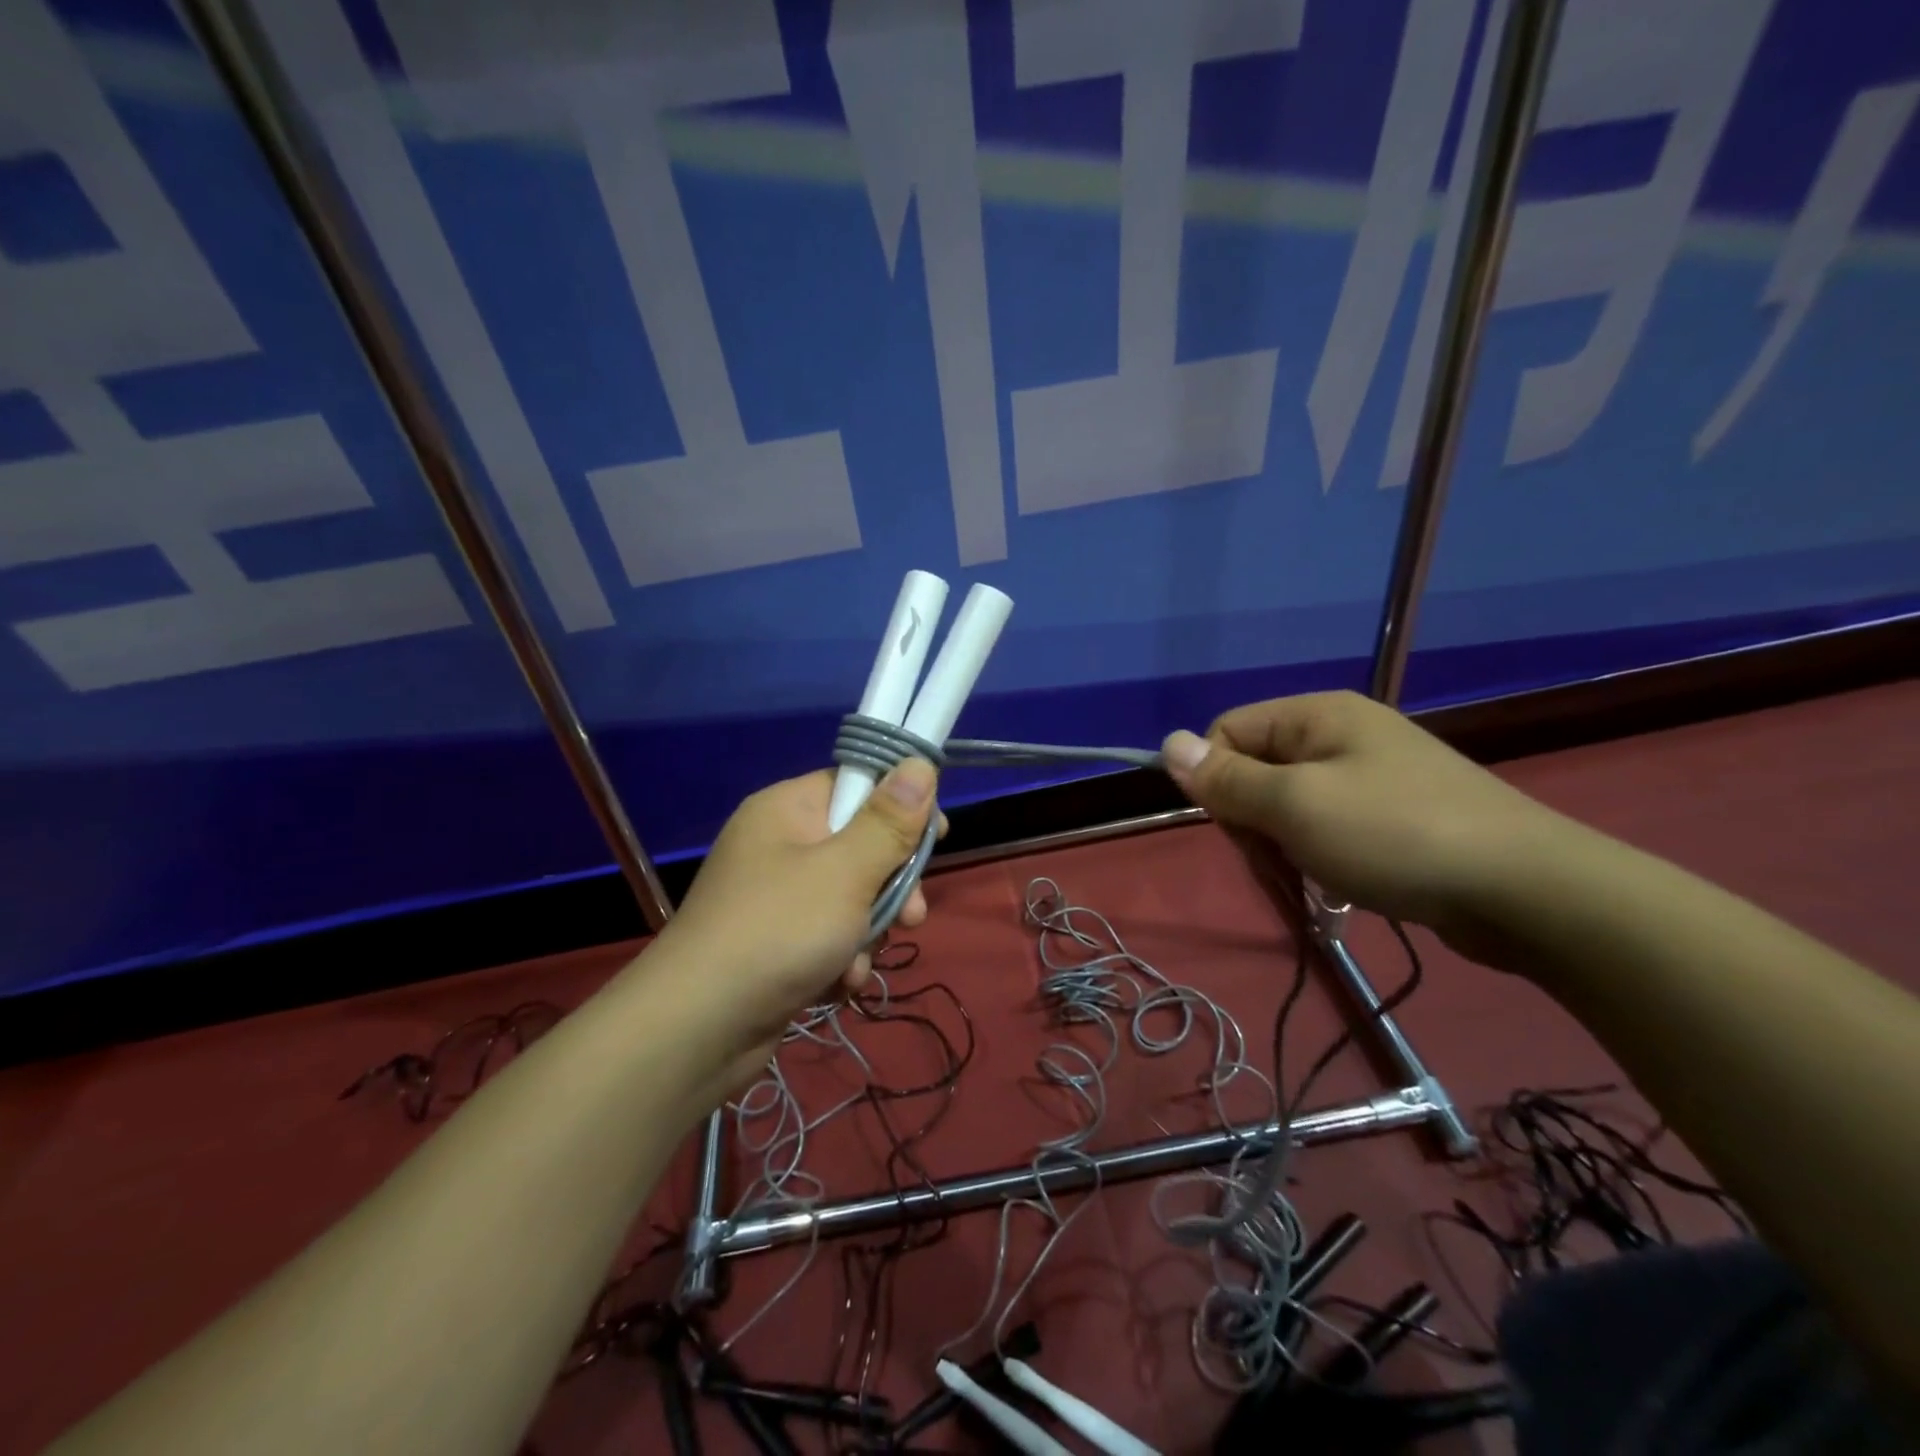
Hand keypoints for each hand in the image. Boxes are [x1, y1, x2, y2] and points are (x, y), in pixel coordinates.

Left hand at [649, 760, 939, 1082]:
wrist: (696, 1030)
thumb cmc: (777, 932)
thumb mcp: (845, 872)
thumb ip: (889, 821)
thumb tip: (920, 763)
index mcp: (787, 810)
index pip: (857, 784)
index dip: (901, 807)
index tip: (936, 837)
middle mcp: (779, 844)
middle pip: (861, 844)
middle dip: (892, 885)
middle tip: (914, 916)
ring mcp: (776, 896)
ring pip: (852, 896)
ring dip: (869, 931)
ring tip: (859, 961)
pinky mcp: (776, 941)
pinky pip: (829, 933)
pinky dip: (842, 956)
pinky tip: (839, 982)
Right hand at [1161, 691, 1564, 946]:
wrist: (1528, 891)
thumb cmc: (1395, 835)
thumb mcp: (1296, 806)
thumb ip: (1226, 778)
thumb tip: (1166, 743)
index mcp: (1317, 715)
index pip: (1227, 731)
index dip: (1215, 779)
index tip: (1239, 827)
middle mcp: (1342, 734)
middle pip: (1256, 769)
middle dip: (1252, 818)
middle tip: (1278, 859)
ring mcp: (1372, 775)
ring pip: (1289, 804)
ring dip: (1284, 844)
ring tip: (1313, 878)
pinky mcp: (1395, 815)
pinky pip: (1327, 826)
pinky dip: (1319, 855)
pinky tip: (1338, 883)